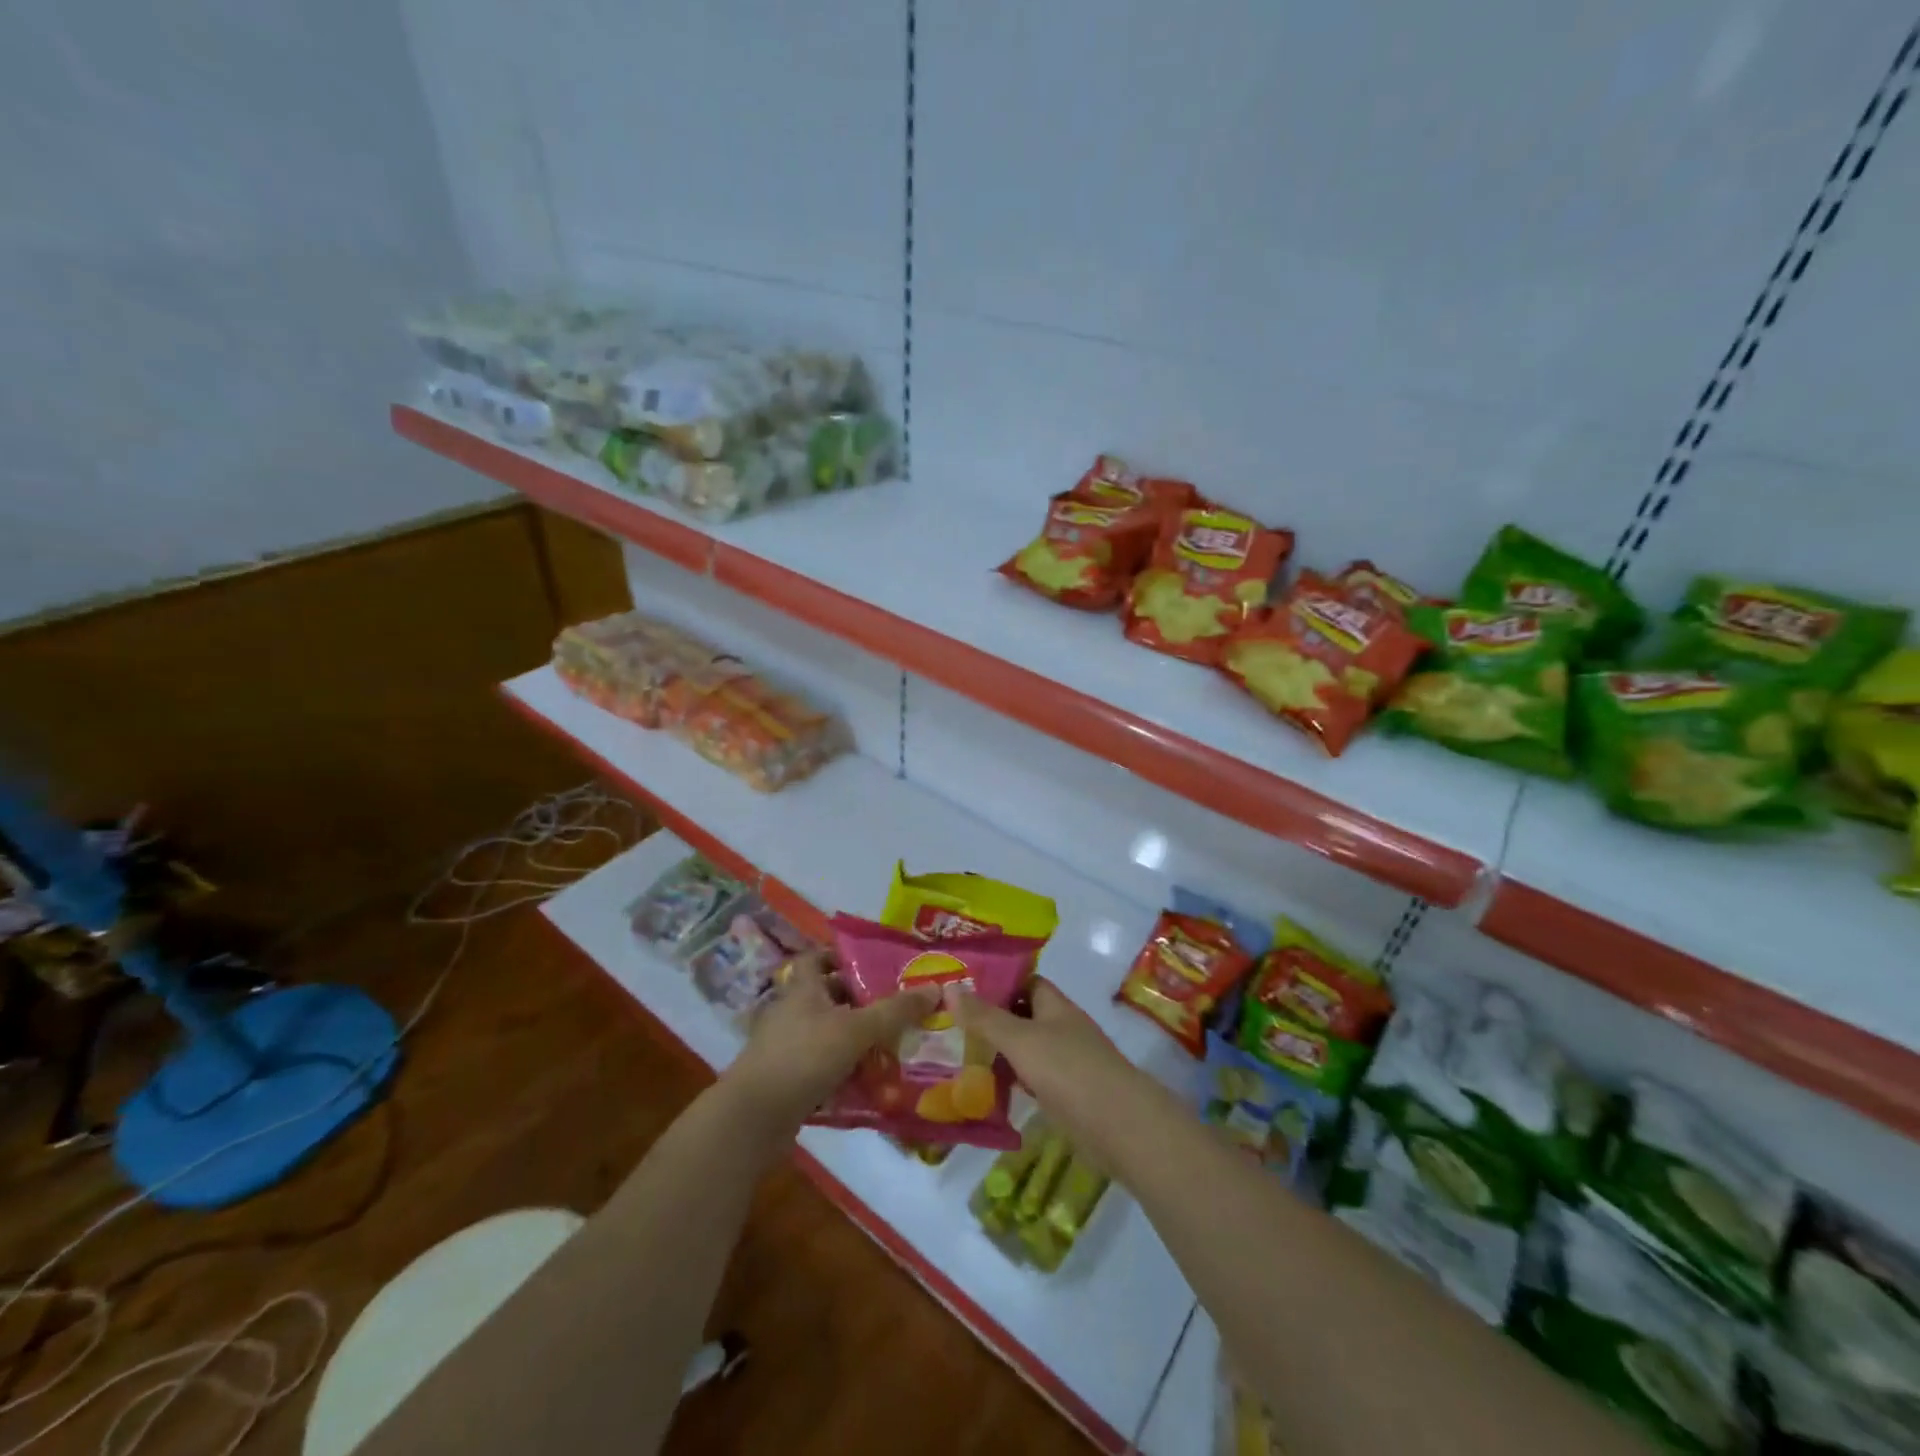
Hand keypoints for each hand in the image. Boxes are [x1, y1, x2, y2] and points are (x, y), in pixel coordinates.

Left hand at [721, 960, 937, 1137]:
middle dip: (859, 1001)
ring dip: (854, 1039)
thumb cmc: (804, 1057)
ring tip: (891, 1046)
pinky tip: (870, 1083)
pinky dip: (844, 1072)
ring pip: (827, 1034)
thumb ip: (895, 1011)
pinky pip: (821, 1067)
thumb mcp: (856, 1029)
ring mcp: (785, 1048)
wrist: (753, 1118)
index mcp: (803, 989)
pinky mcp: (786, 1080)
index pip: (818, 958)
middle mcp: (791, 1012)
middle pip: (827, 997)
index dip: (841, 955)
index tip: (872, 964)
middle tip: (895, 1007)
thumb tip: (936, 988)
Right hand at [953, 979, 1148, 1170]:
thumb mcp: (1020, 1039)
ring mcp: (1065, 1061)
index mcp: (1055, 1005)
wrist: (1118, 1125)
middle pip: (1022, 1015)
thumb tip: (950, 988)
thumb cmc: (1068, 1069)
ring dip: (998, 1051)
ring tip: (956, 1052)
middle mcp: (1061, 1027)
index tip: (962, 985)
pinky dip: (1011, 1080)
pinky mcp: (1065, 1094)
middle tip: (949, 1021)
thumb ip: (985, 1017)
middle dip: (990, 1017)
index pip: (1024, 981)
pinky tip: (984, 1088)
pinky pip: (1031, 1078)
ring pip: (1025, 1049)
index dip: (996, 980)